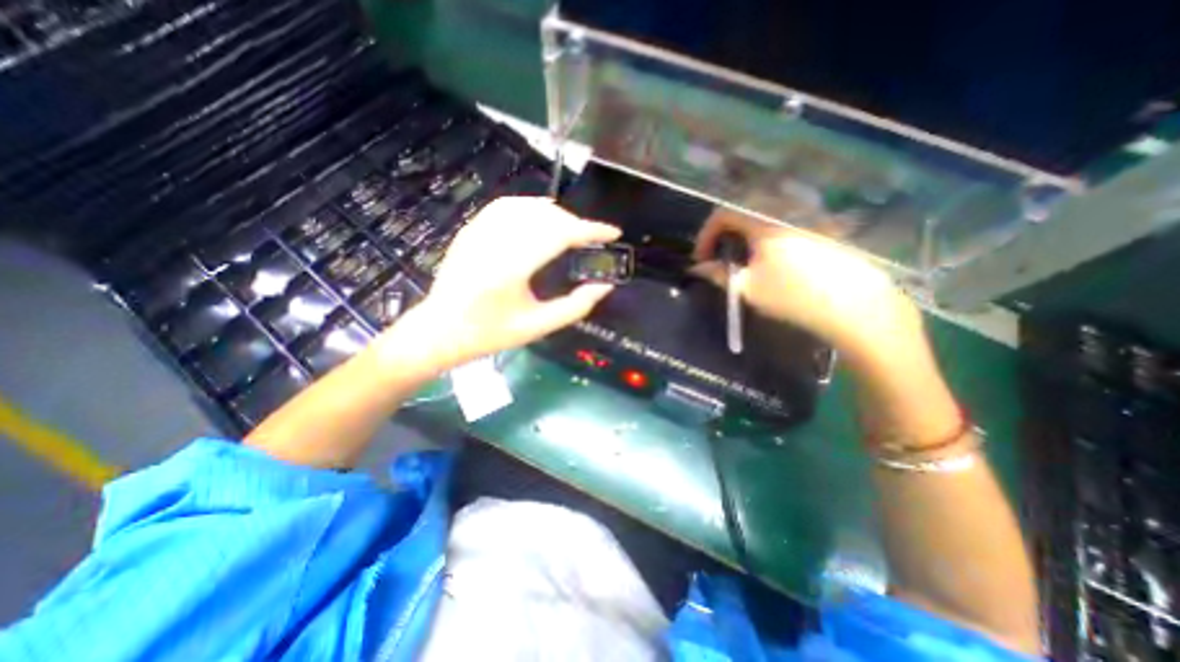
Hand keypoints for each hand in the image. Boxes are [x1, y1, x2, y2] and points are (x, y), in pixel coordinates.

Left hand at [390, 196, 619, 372]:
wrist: (440, 330)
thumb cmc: (490, 334)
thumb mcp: (537, 327)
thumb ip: (575, 307)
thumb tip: (605, 286)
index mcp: (511, 269)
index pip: (560, 234)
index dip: (591, 230)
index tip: (612, 232)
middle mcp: (495, 241)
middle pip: (546, 216)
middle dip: (576, 223)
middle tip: (592, 238)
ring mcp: (479, 231)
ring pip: (528, 206)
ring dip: (556, 214)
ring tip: (571, 229)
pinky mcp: (471, 229)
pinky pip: (506, 206)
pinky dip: (531, 207)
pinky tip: (541, 217)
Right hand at [694, 208, 922, 360]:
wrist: (854, 306)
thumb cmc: (792, 296)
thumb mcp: (747, 288)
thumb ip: (718, 275)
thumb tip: (697, 268)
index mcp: (763, 223)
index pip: (723, 214)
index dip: (705, 235)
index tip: (701, 258)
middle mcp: (784, 214)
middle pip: (743, 214)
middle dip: (724, 236)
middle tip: (720, 260)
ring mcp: (805, 221)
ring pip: (764, 221)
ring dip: (745, 238)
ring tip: (744, 264)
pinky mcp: (821, 232)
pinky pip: (783, 228)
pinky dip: (766, 241)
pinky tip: (772, 264)